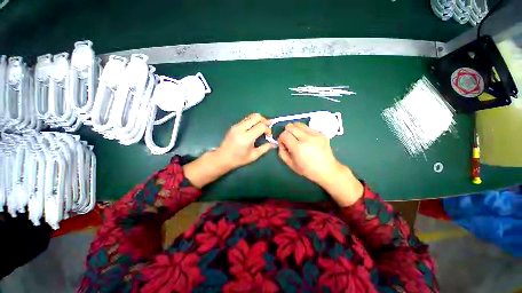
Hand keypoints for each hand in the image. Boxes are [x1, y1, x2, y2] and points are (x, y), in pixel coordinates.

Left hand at [184, 113, 274, 187]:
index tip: (269, 136)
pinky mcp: (234, 125)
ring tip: (261, 129)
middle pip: (256, 116)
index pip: (261, 126)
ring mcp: (236, 126)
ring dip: (258, 120)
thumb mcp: (253, 156)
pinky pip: (246, 119)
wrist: (222, 158)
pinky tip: (253, 130)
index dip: (268, 129)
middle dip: (264, 120)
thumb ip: (265, 148)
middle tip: (267, 129)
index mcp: (246, 137)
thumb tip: (274, 143)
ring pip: (251, 116)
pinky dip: (253, 122)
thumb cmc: (238, 159)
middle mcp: (241, 128)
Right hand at [278, 123, 362, 205]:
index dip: (281, 138)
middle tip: (289, 139)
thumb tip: (281, 143)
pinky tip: (306, 139)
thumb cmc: (307, 170)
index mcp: (298, 147)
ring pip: (299, 124)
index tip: (283, 144)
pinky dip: (303, 131)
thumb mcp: (290, 164)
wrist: (327, 170)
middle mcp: (306, 138)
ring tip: (297, 137)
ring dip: (294, 129)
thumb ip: (282, 152)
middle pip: (290, 126)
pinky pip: (308, 127)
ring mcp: (315, 134)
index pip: (284, 134)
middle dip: (286, 132)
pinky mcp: (321, 133)